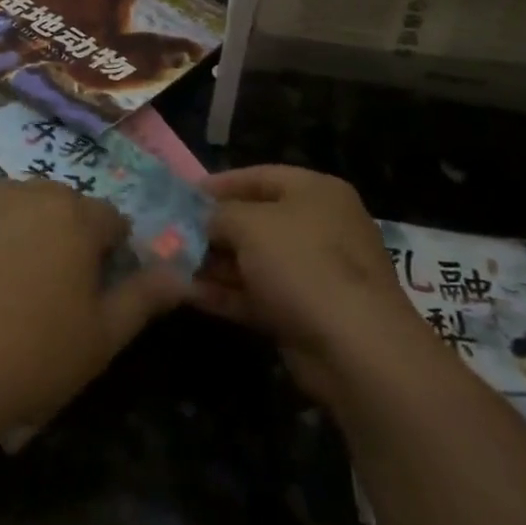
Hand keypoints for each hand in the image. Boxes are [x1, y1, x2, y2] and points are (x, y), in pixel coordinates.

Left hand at [0, 180, 186, 435]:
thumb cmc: (34, 357)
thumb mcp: (102, 337)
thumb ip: (144, 297)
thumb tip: (181, 276)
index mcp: (75, 217)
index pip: (109, 219)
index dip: (110, 251)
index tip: (95, 288)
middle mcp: (29, 193)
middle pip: (62, 204)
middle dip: (67, 234)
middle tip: (52, 286)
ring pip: (18, 203)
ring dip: (24, 228)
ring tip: (9, 279)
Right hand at [192, 165, 425, 407]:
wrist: (355, 347)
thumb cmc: (303, 264)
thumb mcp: (250, 224)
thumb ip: (219, 214)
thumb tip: (204, 220)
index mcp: (316, 192)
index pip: (260, 176)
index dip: (221, 183)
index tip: (184, 193)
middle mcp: (318, 227)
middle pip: (256, 220)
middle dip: (213, 228)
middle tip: (172, 232)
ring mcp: (313, 273)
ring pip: (254, 261)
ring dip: (214, 263)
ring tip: (170, 263)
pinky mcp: (303, 313)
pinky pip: (257, 295)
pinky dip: (225, 293)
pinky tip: (187, 293)